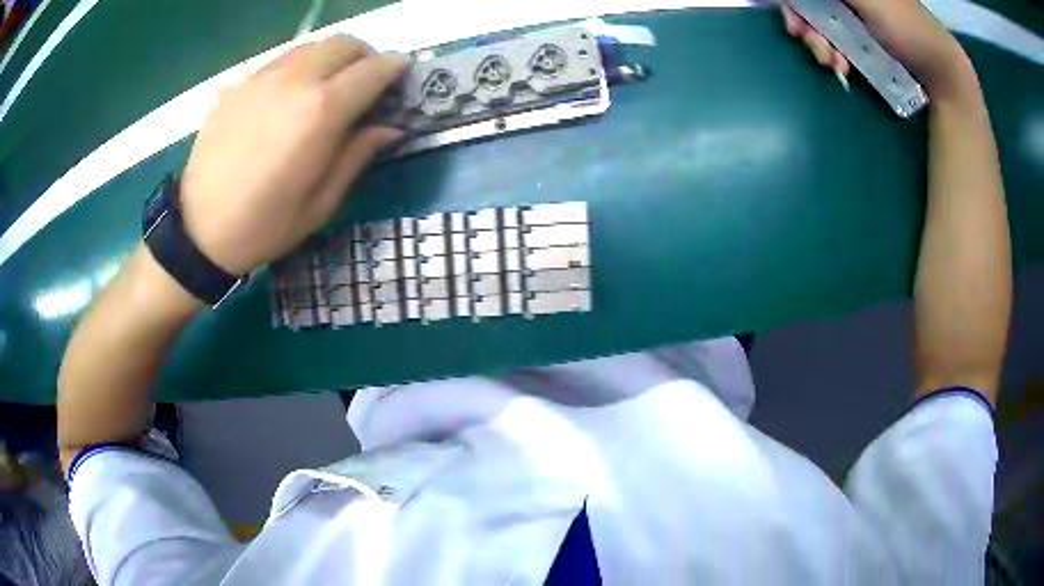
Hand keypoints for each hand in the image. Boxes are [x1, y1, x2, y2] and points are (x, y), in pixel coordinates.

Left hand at [178, 37, 408, 275]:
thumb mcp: (321, 203)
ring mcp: (262, 78)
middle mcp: (294, 80)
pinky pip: (281, 60)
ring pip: (312, 46)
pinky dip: (300, 67)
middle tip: (367, 83)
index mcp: (321, 111)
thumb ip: (357, 155)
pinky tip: (291, 97)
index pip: (373, 69)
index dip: (395, 70)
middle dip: (366, 57)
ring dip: (332, 59)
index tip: (403, 78)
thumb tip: (391, 127)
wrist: (197, 231)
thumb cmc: (264, 226)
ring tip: (329, 88)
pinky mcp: (239, 85)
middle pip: (345, 44)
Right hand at [781, 0, 976, 101]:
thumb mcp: (868, 0)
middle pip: (812, 3)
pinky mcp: (863, 36)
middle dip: (806, 23)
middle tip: (812, 43)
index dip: (795, 2)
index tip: (795, 20)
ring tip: (835, 64)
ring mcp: (855, 13)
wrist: (940, 71)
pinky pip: (836, 39)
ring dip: (820, 44)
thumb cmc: (907, 28)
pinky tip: (843, 68)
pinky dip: (834, 54)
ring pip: (820, 21)